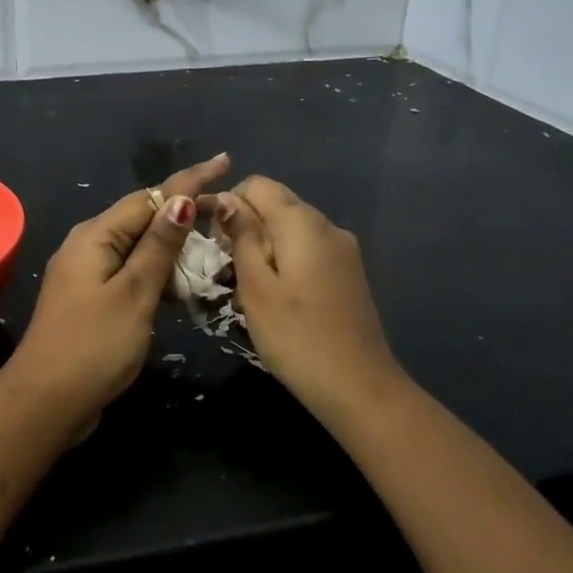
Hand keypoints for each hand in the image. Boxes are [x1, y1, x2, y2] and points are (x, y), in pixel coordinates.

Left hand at [6, 153, 231, 419]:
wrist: (46, 402)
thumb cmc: (93, 345)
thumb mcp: (134, 293)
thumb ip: (158, 247)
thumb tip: (181, 199)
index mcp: (95, 236)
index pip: (149, 196)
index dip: (188, 180)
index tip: (225, 162)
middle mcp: (88, 246)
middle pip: (143, 218)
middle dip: (184, 212)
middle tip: (228, 211)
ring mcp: (87, 274)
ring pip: (138, 247)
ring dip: (173, 245)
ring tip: (215, 244)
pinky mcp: (92, 299)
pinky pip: (131, 272)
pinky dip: (158, 273)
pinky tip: (182, 283)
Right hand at [209, 176, 405, 419]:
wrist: (358, 387)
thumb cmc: (295, 337)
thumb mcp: (255, 286)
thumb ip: (241, 236)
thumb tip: (226, 198)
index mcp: (302, 222)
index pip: (257, 185)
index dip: (228, 203)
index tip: (213, 242)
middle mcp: (327, 225)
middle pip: (276, 204)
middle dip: (245, 226)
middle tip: (227, 270)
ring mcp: (343, 249)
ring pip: (291, 228)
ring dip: (264, 246)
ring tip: (249, 287)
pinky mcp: (349, 272)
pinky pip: (308, 249)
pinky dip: (286, 260)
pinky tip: (279, 297)